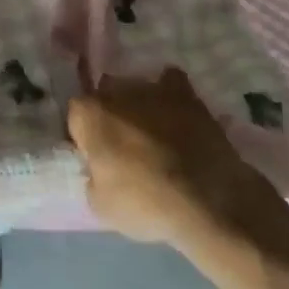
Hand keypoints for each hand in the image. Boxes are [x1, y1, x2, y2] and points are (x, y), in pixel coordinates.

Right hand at [67, 70, 283, 254]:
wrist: (212, 204)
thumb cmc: (147, 204)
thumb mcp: (100, 206)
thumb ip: (91, 177)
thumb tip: (98, 170)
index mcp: (88, 113)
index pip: (76, 117)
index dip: (85, 138)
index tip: (97, 159)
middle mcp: (116, 91)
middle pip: (105, 98)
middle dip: (111, 117)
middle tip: (124, 148)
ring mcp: (153, 89)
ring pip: (136, 90)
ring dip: (139, 107)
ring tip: (154, 136)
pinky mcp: (188, 97)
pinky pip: (172, 83)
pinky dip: (170, 94)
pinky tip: (176, 114)